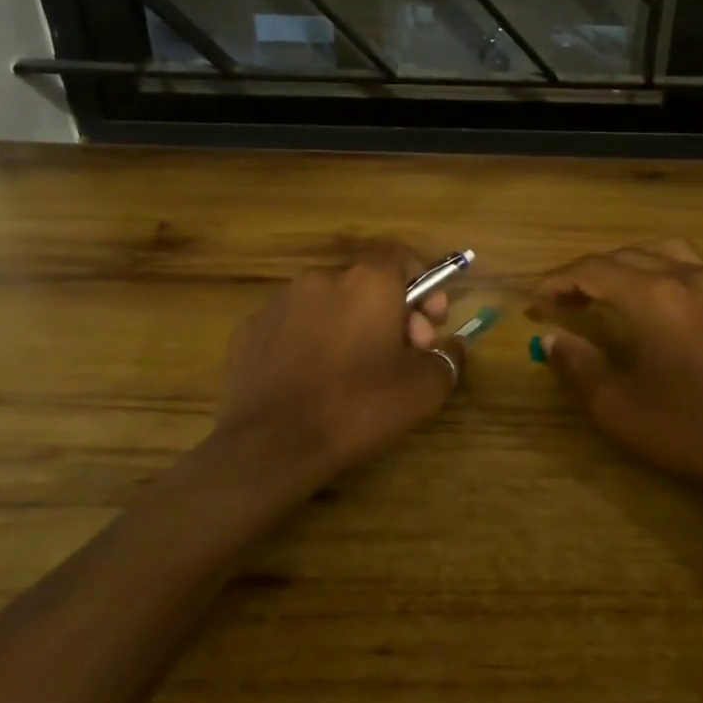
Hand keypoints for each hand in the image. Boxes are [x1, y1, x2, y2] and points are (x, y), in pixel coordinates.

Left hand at [210, 242, 464, 490]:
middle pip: (367, 282)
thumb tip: (452, 346)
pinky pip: (295, 324)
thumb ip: (447, 358)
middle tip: (400, 356)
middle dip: (391, 312)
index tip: (431, 323)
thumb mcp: (422, 390)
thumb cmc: (356, 408)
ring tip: (354, 372)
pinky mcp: (250, 329)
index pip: (402, 256)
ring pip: (330, 303)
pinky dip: (312, 341)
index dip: (424, 285)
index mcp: (367, 283)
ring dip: (351, 325)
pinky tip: (314, 380)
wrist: (269, 445)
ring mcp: (279, 302)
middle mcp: (321, 279)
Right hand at [529, 240, 702, 511]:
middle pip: (626, 256)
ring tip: (608, 289)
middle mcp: (687, 276)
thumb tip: (550, 338)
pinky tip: (669, 291)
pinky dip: (672, 269)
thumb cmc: (690, 433)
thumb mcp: (618, 406)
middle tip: (562, 300)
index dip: (559, 280)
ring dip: (629, 265)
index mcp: (653, 297)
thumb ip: (577, 365)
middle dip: (588, 273)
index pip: (593, 270)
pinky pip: (701, 266)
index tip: (536, 299)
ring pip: (663, 252)